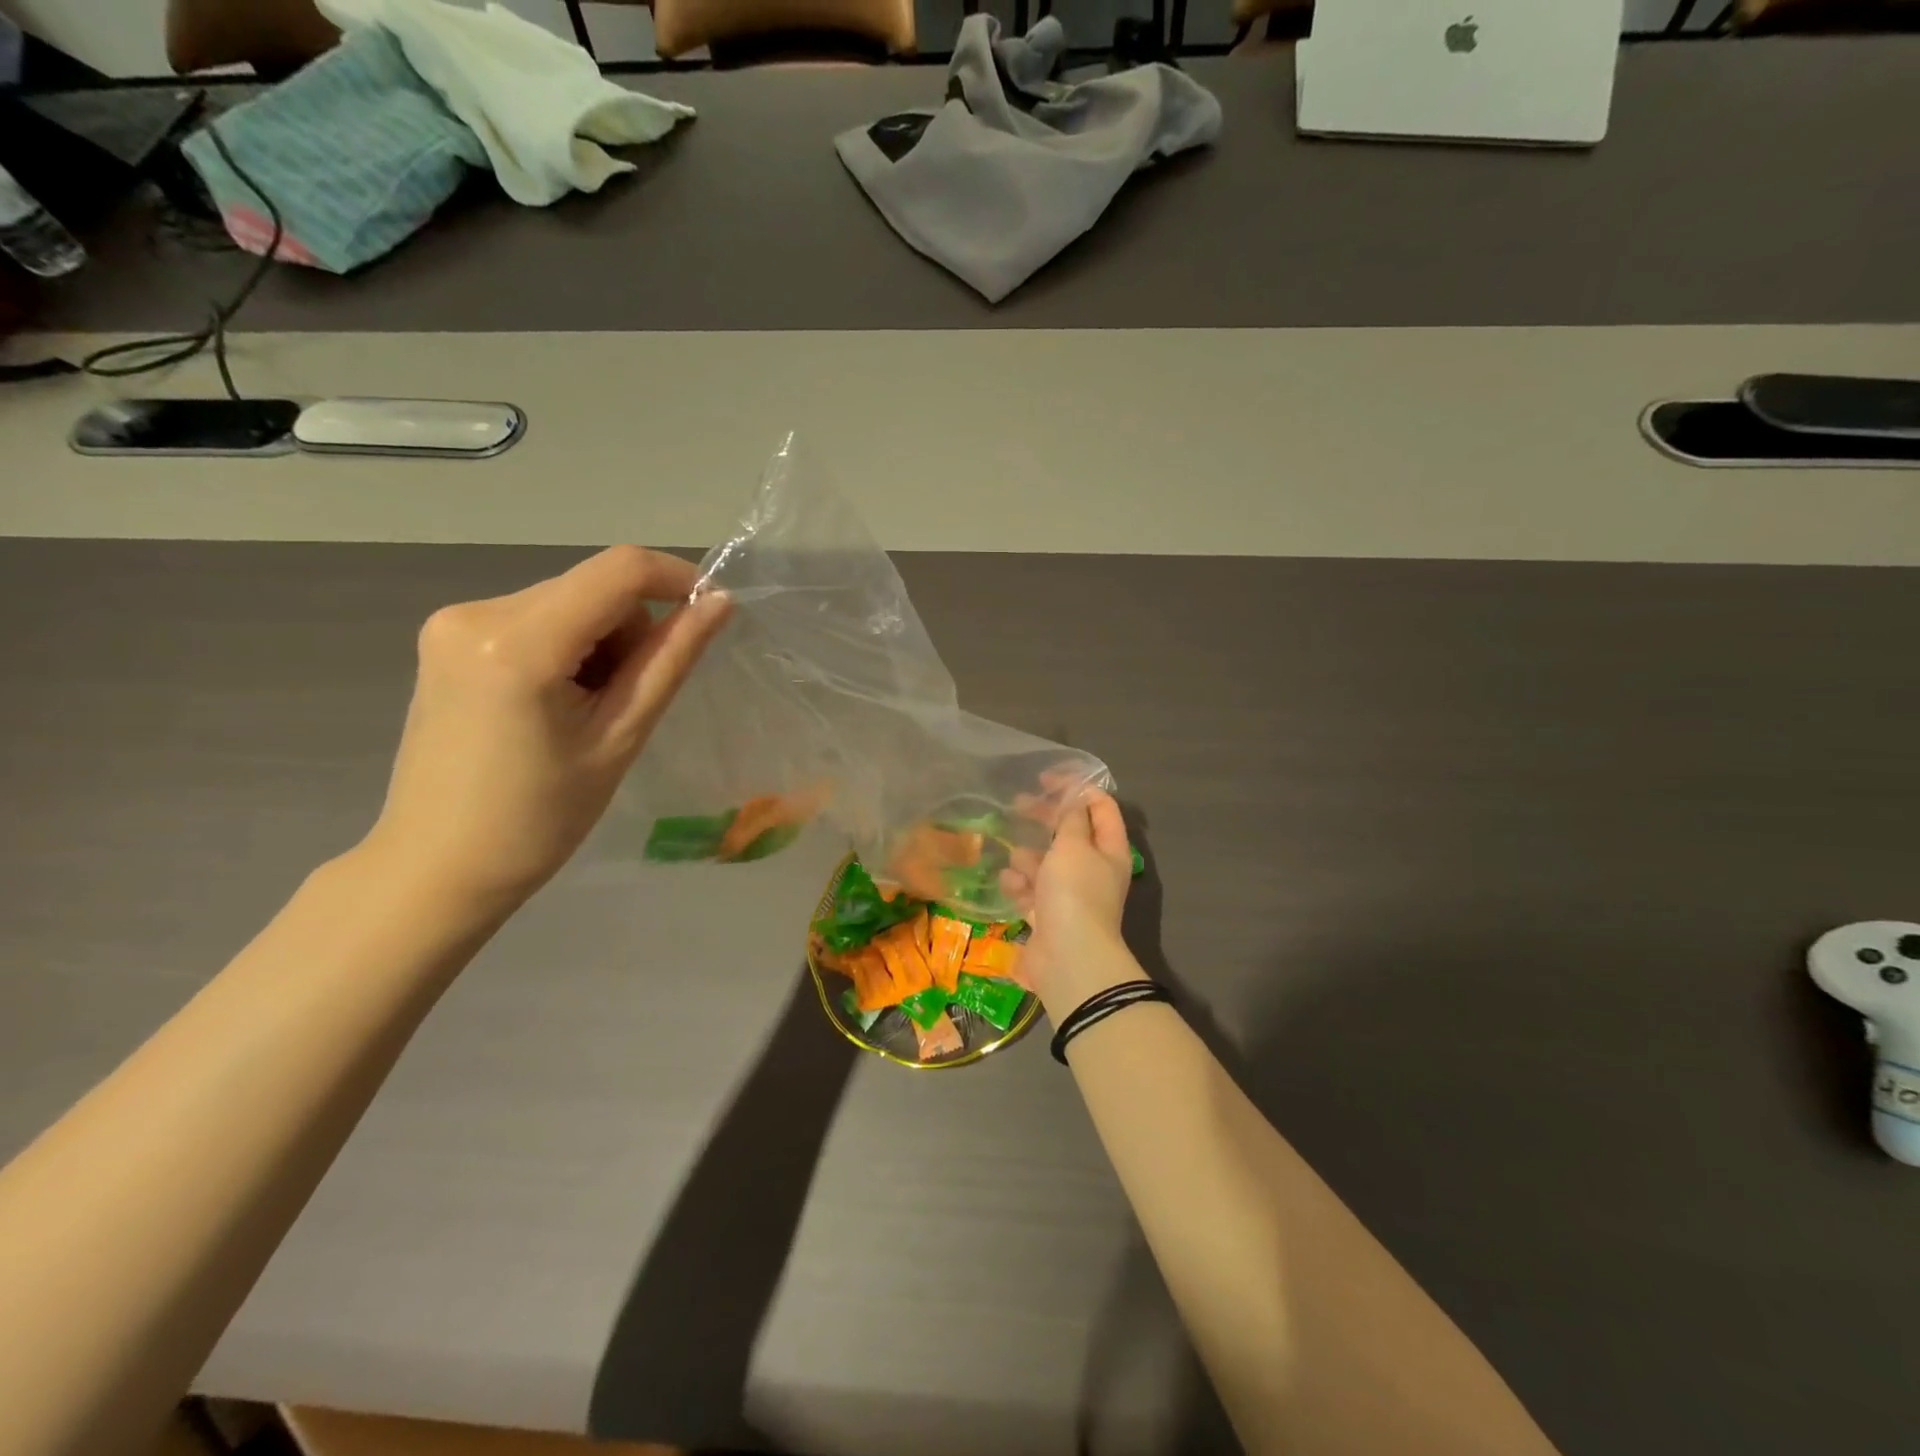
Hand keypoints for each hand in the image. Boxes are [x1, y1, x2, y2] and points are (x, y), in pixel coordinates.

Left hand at [361, 546, 729, 914]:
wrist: (439, 866)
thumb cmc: (540, 818)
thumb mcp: (621, 737)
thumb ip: (670, 659)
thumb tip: (719, 603)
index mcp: (518, 642)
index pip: (618, 570)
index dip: (676, 578)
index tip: (709, 614)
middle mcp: (476, 612)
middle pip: (593, 587)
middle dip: (632, 631)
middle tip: (628, 701)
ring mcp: (453, 622)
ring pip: (569, 602)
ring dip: (601, 643)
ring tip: (588, 711)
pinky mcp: (448, 637)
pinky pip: (537, 618)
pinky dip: (568, 648)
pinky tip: (556, 702)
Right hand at [1002, 789, 1136, 1013]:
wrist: (1068, 959)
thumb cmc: (1075, 893)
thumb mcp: (1073, 845)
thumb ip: (1071, 817)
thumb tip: (1074, 797)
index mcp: (1109, 849)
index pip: (1100, 806)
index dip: (1076, 787)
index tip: (1045, 779)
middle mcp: (1093, 869)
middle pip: (1069, 832)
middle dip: (1044, 818)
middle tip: (1018, 804)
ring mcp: (1069, 894)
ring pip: (1045, 862)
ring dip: (1028, 858)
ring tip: (1018, 862)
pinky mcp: (1047, 914)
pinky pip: (1030, 890)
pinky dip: (1019, 886)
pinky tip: (1010, 886)